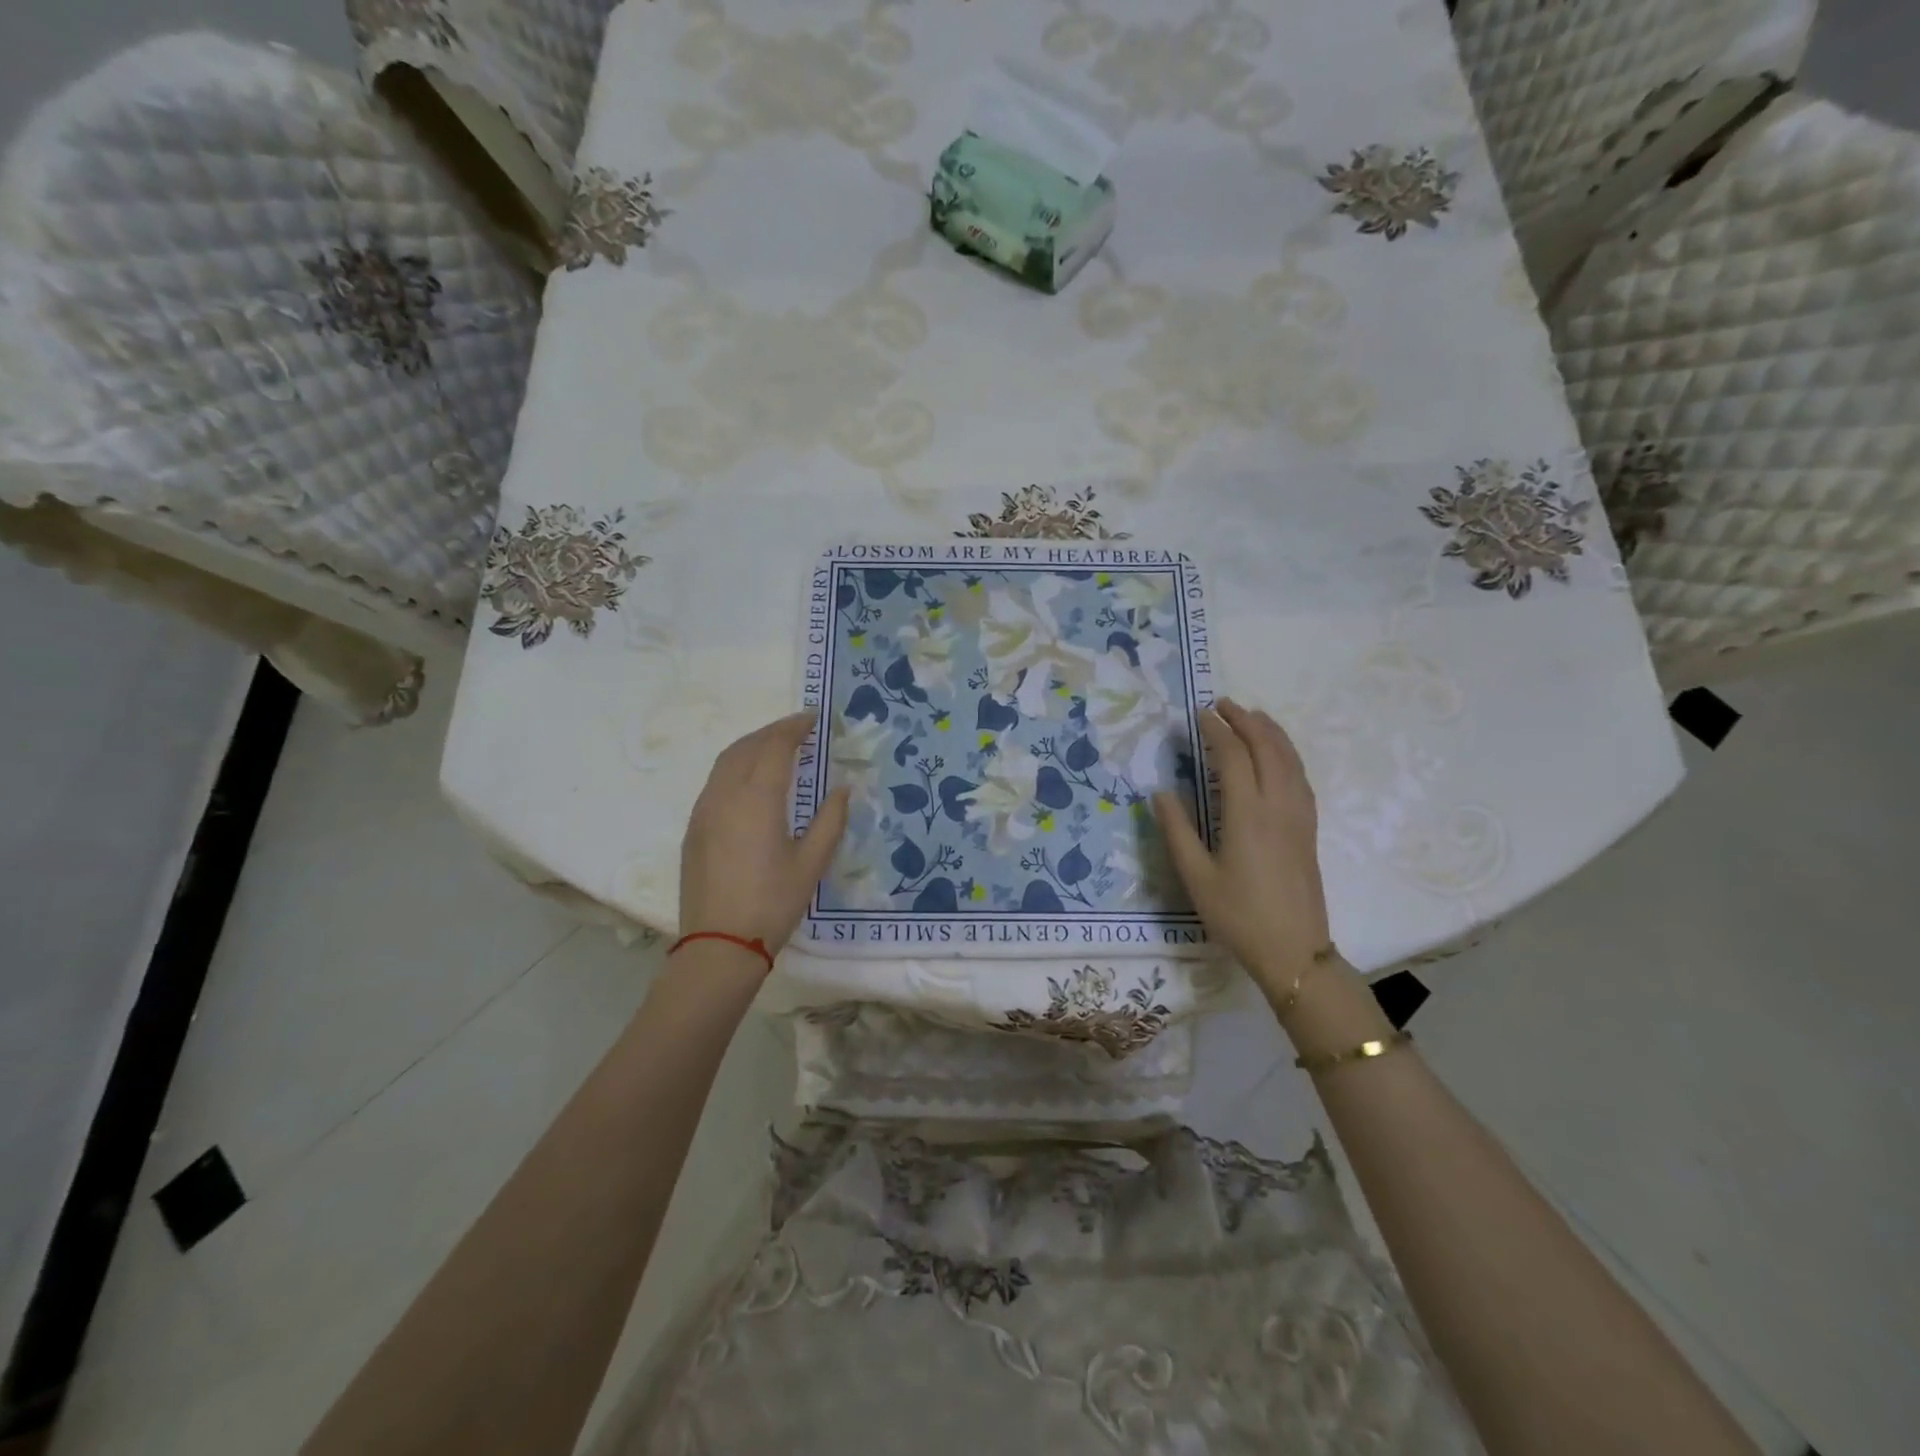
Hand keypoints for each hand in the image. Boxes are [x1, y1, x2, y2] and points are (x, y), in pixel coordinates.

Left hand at [679, 713, 849, 958]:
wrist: (718, 944)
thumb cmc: (772, 902)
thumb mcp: (812, 863)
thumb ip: (830, 820)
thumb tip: (843, 788)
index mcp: (757, 798)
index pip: (775, 747)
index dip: (795, 728)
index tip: (813, 719)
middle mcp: (725, 794)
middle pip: (747, 747)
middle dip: (772, 731)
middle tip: (798, 729)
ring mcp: (704, 810)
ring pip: (725, 761)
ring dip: (751, 746)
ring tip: (776, 747)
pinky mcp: (694, 827)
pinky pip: (715, 781)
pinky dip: (735, 766)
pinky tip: (751, 780)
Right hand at [1153, 700, 1331, 1000]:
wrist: (1294, 952)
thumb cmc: (1238, 917)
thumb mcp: (1196, 877)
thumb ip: (1176, 831)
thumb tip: (1161, 793)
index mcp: (1247, 816)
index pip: (1234, 758)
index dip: (1216, 731)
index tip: (1199, 715)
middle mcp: (1278, 807)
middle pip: (1268, 749)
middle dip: (1246, 721)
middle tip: (1222, 705)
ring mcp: (1299, 817)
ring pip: (1291, 760)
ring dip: (1271, 732)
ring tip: (1252, 716)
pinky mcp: (1309, 829)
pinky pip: (1301, 777)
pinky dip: (1288, 754)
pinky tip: (1278, 755)